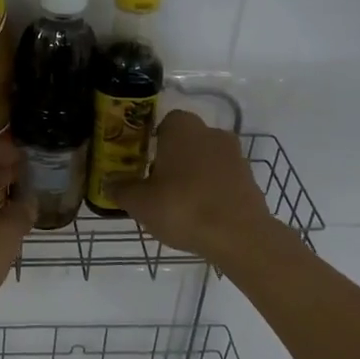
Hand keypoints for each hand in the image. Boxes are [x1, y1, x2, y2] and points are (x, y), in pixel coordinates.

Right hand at [106, 109, 277, 262]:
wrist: (239, 236)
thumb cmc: (183, 208)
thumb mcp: (140, 202)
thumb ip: (122, 189)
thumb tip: (109, 182)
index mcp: (182, 129)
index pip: (165, 123)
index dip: (152, 142)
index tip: (143, 163)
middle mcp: (211, 133)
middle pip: (187, 141)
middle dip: (173, 159)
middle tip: (157, 185)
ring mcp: (235, 156)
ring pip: (206, 160)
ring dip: (194, 176)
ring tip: (179, 204)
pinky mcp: (250, 180)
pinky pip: (223, 180)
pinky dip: (212, 191)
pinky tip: (201, 215)